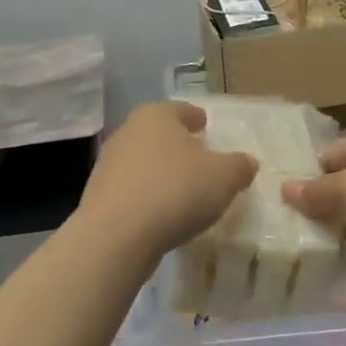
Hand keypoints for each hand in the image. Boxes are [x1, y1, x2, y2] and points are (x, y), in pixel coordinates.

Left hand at [78, 102, 258, 259]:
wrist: (117, 235)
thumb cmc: (176, 191)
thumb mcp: (224, 177)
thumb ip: (239, 166)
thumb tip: (247, 162)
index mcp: (156, 116)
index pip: (181, 110)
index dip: (195, 118)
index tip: (204, 125)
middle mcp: (127, 133)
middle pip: (158, 134)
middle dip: (177, 145)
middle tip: (197, 158)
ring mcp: (108, 165)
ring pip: (142, 162)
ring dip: (160, 172)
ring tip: (181, 190)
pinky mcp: (98, 196)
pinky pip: (131, 190)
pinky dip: (147, 196)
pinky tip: (161, 213)